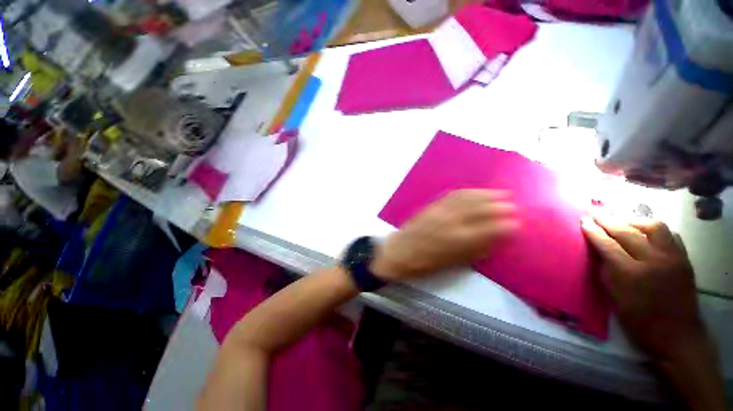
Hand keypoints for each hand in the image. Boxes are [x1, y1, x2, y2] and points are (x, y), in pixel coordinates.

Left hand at [372, 189, 519, 281]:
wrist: (399, 251)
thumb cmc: (425, 263)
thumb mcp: (453, 263)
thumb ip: (475, 250)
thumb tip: (496, 239)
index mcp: (459, 240)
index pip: (489, 229)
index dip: (505, 225)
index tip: (518, 222)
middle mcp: (452, 222)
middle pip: (480, 209)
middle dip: (499, 206)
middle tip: (513, 205)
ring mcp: (441, 211)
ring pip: (468, 199)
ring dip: (486, 195)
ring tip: (501, 193)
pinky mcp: (432, 206)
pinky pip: (453, 195)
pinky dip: (468, 192)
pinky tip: (476, 192)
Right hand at [580, 215, 708, 361]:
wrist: (678, 334)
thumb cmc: (640, 321)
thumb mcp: (615, 299)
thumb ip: (607, 272)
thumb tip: (599, 252)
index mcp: (631, 274)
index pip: (607, 245)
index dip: (593, 231)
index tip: (584, 220)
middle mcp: (653, 261)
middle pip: (627, 232)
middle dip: (608, 220)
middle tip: (596, 212)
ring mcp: (672, 258)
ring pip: (654, 227)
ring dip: (635, 221)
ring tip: (623, 221)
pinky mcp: (684, 259)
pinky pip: (671, 235)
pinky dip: (656, 230)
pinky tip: (647, 232)